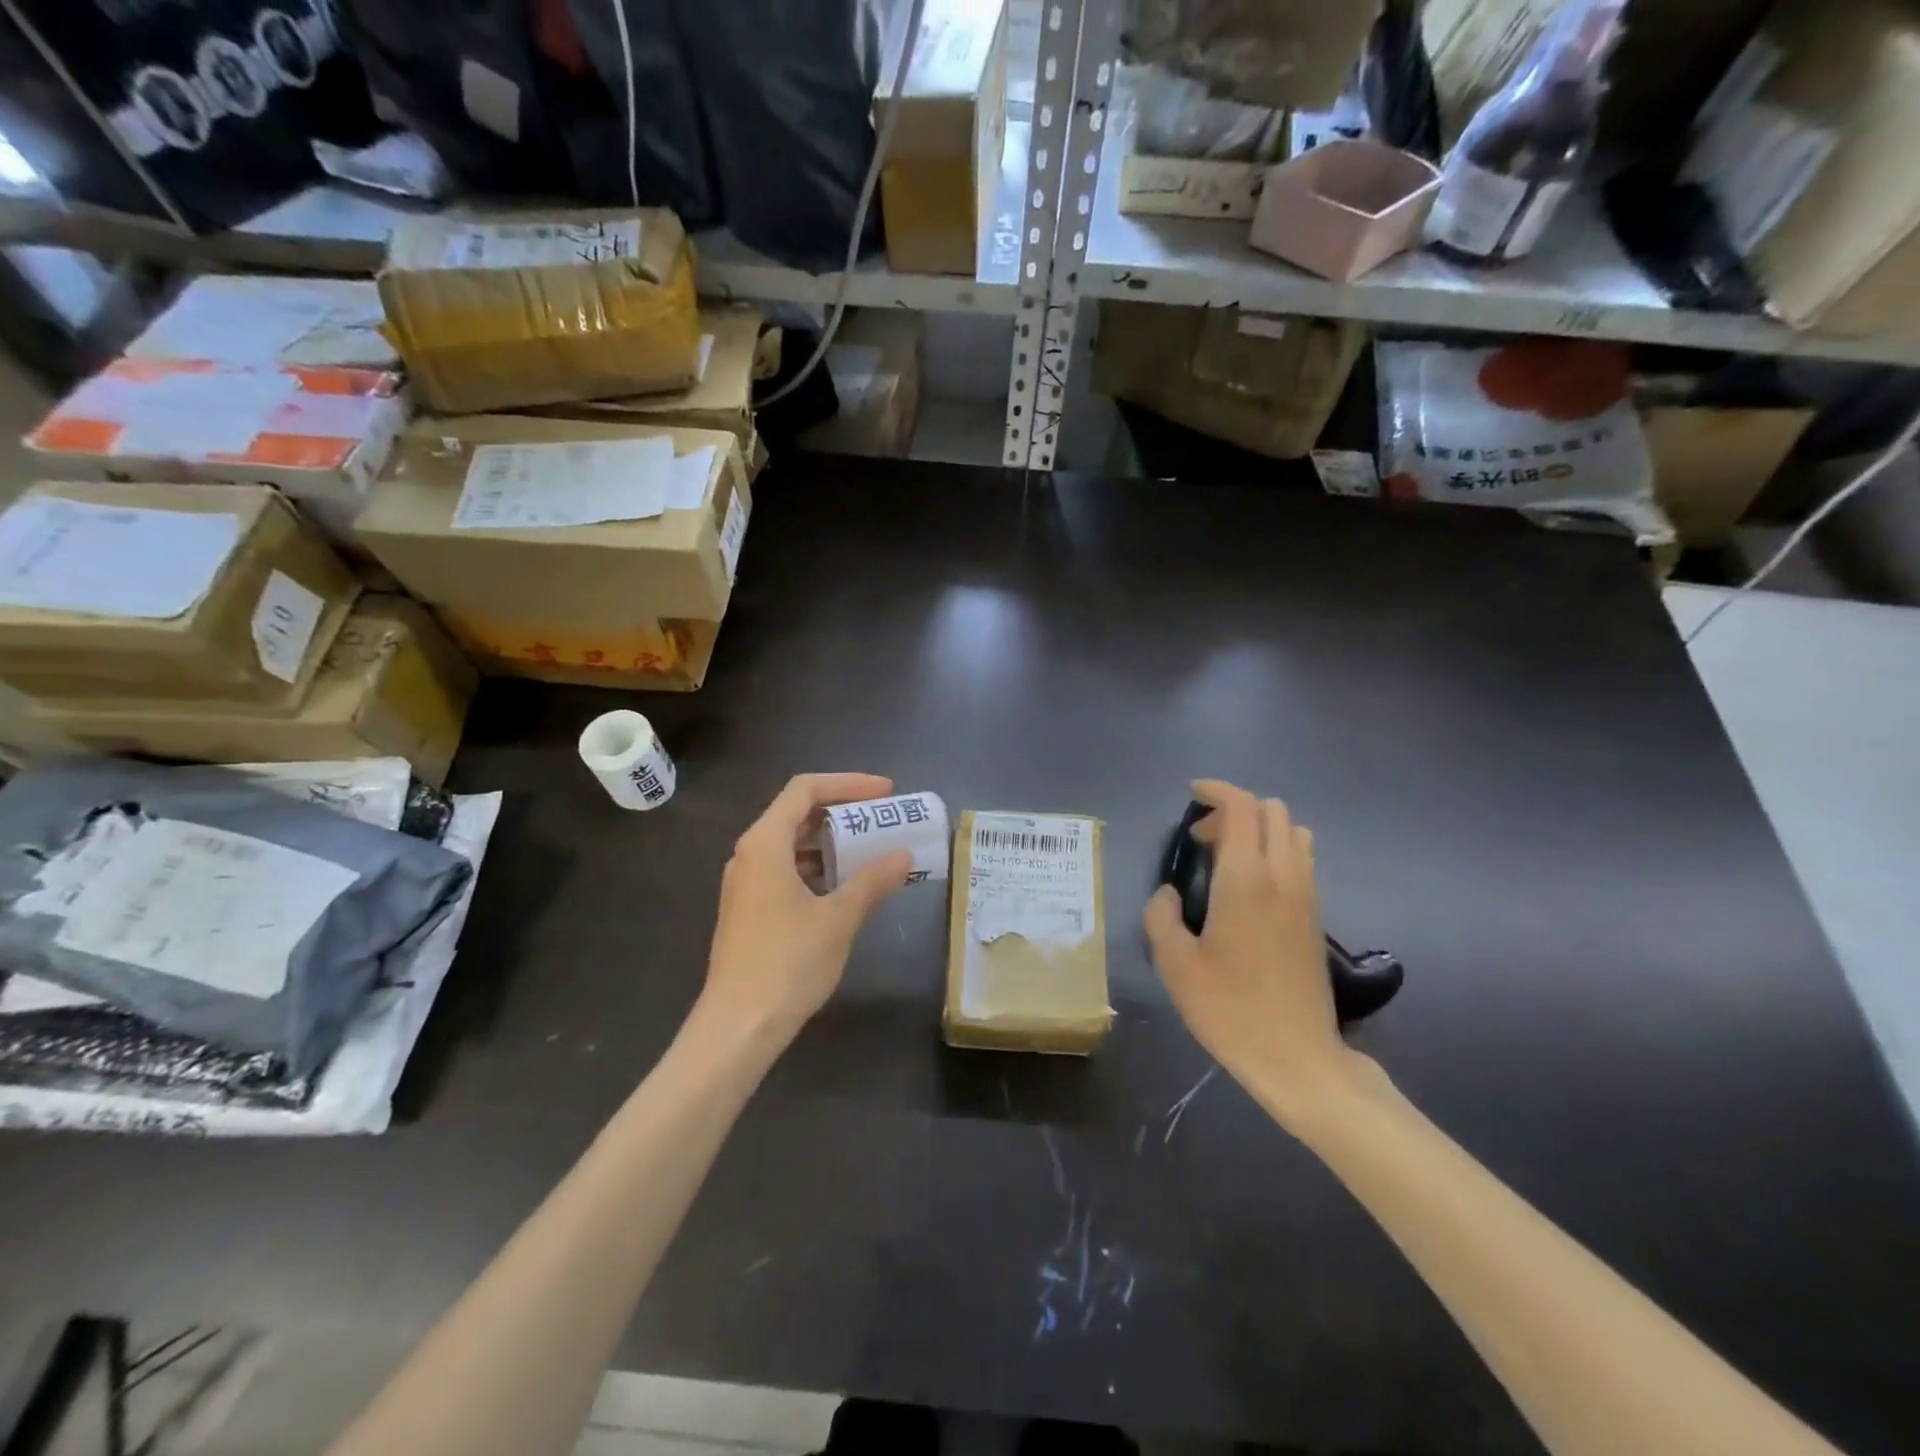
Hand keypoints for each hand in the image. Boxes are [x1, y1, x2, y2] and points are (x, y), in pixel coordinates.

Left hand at [700, 773, 911, 1046]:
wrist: (738, 1026)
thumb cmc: (788, 963)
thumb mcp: (839, 918)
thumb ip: (872, 881)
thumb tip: (903, 856)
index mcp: (765, 844)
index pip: (805, 790)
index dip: (848, 784)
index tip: (886, 793)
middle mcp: (749, 854)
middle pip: (797, 813)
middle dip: (843, 811)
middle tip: (883, 819)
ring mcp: (746, 883)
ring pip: (792, 844)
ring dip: (832, 842)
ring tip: (872, 850)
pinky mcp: (749, 908)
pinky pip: (786, 870)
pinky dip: (818, 867)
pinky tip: (846, 885)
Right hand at [1143, 780, 1359, 1123]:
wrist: (1299, 1058)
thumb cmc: (1231, 1009)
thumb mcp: (1175, 965)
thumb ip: (1161, 917)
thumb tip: (1168, 894)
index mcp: (1246, 879)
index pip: (1241, 807)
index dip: (1216, 790)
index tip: (1192, 795)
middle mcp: (1284, 876)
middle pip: (1272, 810)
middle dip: (1235, 810)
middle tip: (1202, 840)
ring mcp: (1307, 895)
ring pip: (1293, 832)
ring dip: (1260, 830)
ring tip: (1227, 860)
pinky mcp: (1317, 916)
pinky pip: (1301, 860)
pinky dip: (1275, 852)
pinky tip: (1249, 889)